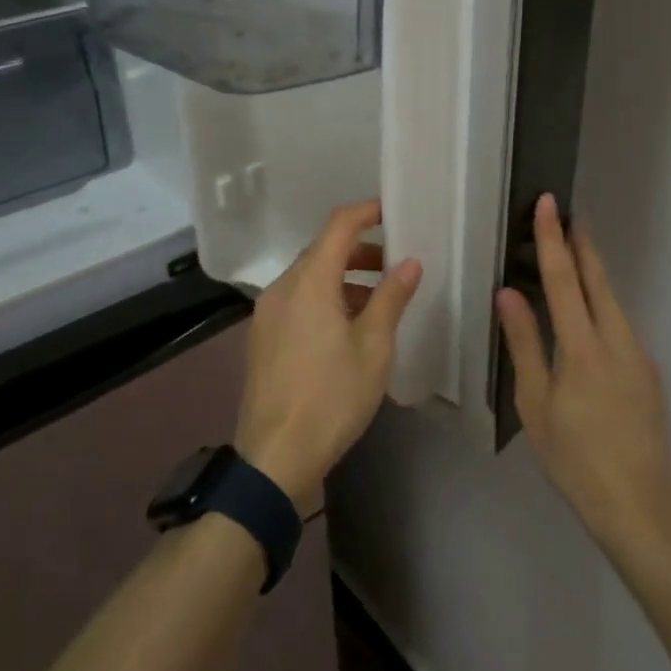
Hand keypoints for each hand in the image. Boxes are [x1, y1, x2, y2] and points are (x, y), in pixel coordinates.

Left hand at [234, 199, 422, 505]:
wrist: (275, 457)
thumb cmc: (332, 397)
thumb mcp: (373, 347)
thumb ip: (391, 298)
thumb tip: (409, 262)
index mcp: (309, 282)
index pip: (338, 226)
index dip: (366, 212)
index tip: (392, 213)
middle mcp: (282, 288)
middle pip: (322, 251)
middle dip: (359, 251)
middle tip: (393, 267)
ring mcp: (267, 314)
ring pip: (308, 278)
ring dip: (342, 278)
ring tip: (376, 303)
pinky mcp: (262, 338)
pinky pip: (296, 301)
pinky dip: (323, 299)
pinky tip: (345, 329)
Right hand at [497, 194, 670, 549]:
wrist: (641, 506)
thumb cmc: (575, 459)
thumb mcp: (535, 405)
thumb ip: (524, 344)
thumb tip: (508, 293)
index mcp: (583, 348)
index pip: (565, 280)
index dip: (554, 239)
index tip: (549, 204)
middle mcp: (617, 340)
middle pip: (598, 280)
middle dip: (583, 244)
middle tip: (568, 213)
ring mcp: (638, 355)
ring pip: (613, 300)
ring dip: (593, 272)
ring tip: (574, 251)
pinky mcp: (648, 372)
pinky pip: (620, 323)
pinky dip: (602, 302)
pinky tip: (589, 310)